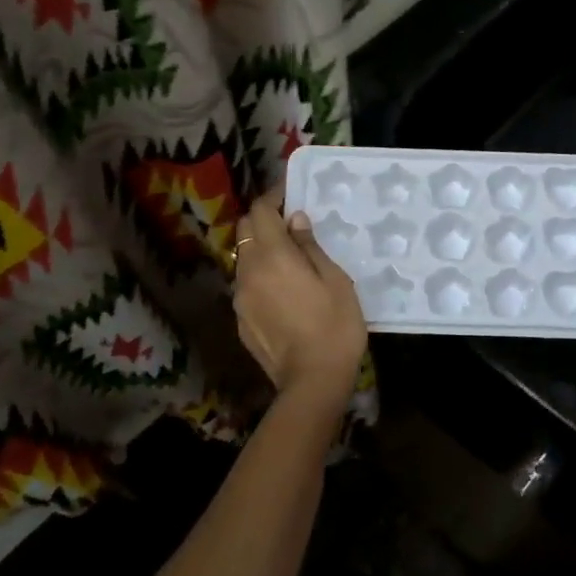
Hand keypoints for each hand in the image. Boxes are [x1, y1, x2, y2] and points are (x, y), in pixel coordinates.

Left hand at [233, 187, 366, 405]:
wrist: (312, 381)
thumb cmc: (335, 326)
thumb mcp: (335, 281)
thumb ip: (310, 247)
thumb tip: (295, 221)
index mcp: (274, 256)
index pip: (260, 212)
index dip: (272, 198)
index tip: (289, 195)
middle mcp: (248, 271)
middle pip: (244, 231)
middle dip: (263, 220)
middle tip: (290, 225)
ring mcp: (240, 298)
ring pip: (243, 258)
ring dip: (260, 249)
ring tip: (288, 259)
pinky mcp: (241, 320)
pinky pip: (246, 285)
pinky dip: (259, 276)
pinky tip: (282, 291)